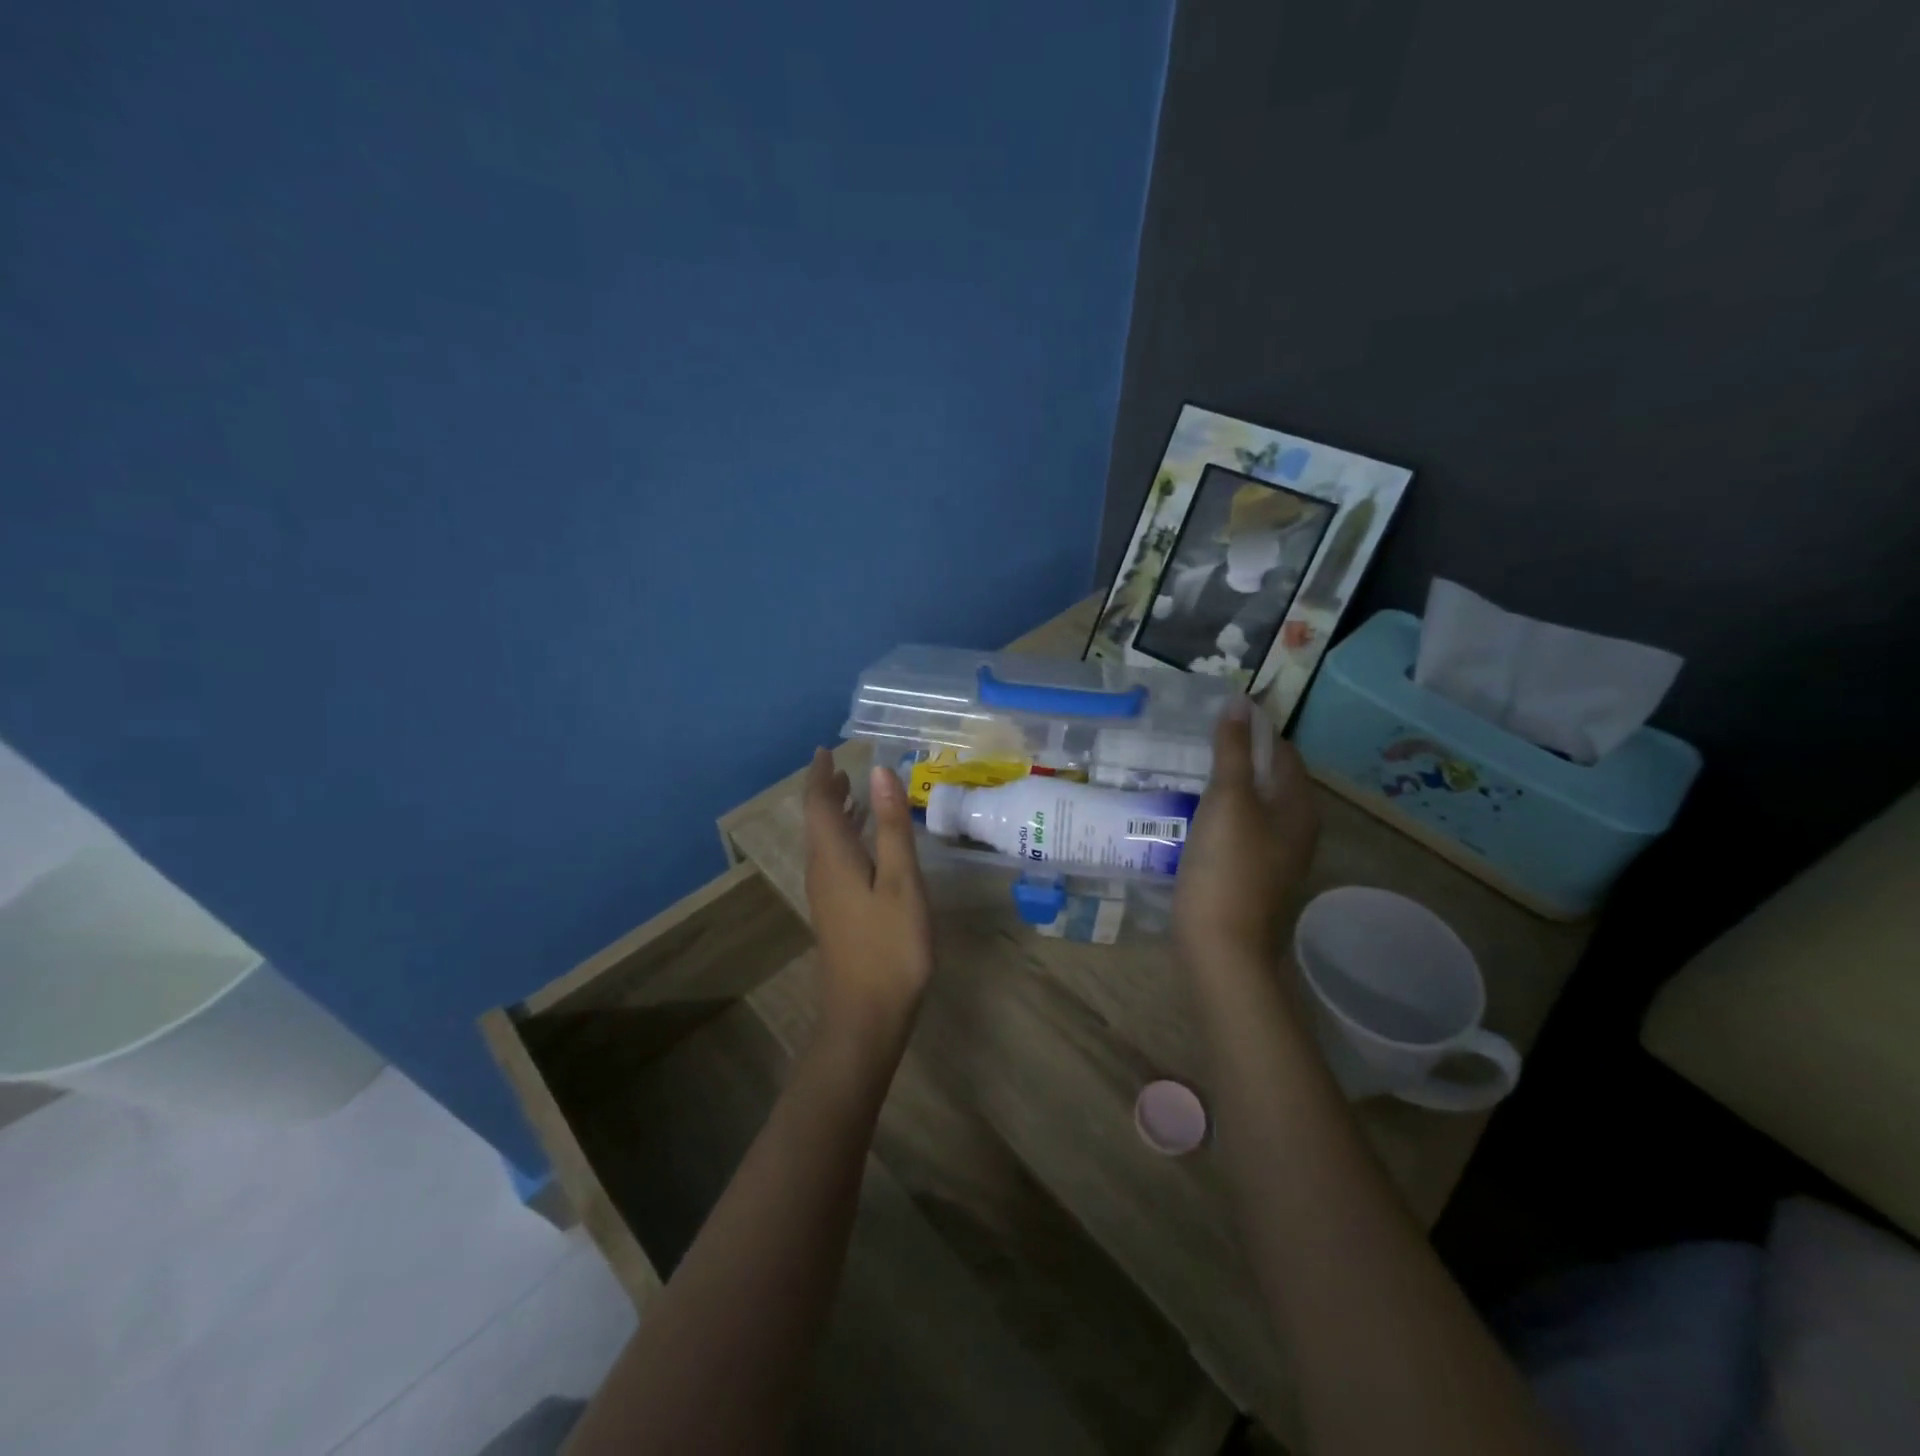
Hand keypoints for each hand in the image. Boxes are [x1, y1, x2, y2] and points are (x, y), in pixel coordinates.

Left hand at [802, 751, 934, 1051]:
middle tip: (842, 764)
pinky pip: (834, 858)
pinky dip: (846, 836)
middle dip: (827, 790)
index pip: (819, 803)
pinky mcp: (836, 911)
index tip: (826, 749)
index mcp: (833, 856)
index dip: (821, 774)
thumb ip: (891, 826)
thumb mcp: (900, 881)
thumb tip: (879, 771)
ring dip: (836, 812)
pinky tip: (866, 842)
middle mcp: (822, 870)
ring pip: (825, 840)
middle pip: (817, 820)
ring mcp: (826, 893)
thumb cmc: (890, 946)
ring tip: (853, 790)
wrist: (866, 1015)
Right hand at [1174, 700, 1318, 965]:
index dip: (1252, 730)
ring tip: (1182, 773)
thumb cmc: (1227, 867)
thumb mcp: (1229, 800)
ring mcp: (1272, 856)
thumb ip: (1232, 750)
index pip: (1281, 751)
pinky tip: (1185, 815)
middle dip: (1233, 758)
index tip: (1211, 718)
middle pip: (1266, 779)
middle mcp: (1294, 829)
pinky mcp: (1248, 876)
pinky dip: (1215, 816)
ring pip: (1248, 807)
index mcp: (1299, 807)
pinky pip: (1235, 832)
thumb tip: (1239, 701)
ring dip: (1221, 788)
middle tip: (1190, 743)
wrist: (1220, 947)